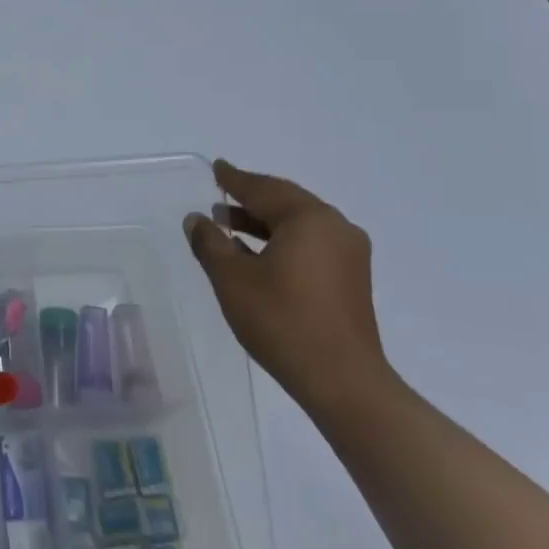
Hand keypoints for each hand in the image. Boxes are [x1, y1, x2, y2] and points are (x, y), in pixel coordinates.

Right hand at [183, 159, 394, 419]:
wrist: (342, 380)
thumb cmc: (282, 321)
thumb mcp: (233, 279)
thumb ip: (210, 243)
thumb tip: (197, 220)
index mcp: (309, 219)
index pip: (263, 189)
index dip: (234, 179)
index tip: (217, 167)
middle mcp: (335, 227)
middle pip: (285, 202)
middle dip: (250, 199)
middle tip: (219, 194)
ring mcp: (348, 254)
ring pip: (298, 225)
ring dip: (263, 222)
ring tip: (227, 225)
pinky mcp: (351, 279)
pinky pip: (310, 244)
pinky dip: (281, 241)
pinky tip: (256, 254)